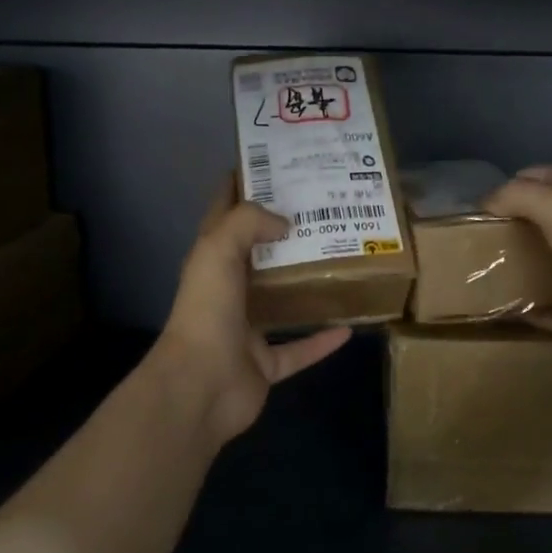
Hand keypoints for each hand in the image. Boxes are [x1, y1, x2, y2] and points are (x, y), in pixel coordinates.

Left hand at [151, 187, 350, 446]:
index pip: (224, 213)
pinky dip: (322, 341)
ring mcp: (246, 330)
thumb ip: (250, 222)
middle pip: (258, 255)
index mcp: (211, 261)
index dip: (242, 187)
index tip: (273, 165)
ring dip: (305, 286)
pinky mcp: (264, 364)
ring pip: (280, 302)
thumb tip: (285, 222)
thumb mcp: (219, 248)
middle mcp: (227, 292)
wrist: (201, 386)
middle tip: (322, 210)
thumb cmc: (208, 310)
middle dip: (285, 234)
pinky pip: (299, 349)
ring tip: (340, 262)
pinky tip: (350, 327)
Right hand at [485, 164, 551, 354]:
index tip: (489, 196)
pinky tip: (485, 301)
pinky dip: (514, 307)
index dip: (523, 182)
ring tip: (471, 263)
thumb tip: (482, 202)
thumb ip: (514, 195)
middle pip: (541, 223)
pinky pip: (535, 307)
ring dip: (509, 266)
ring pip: (537, 265)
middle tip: (473, 232)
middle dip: (510, 226)